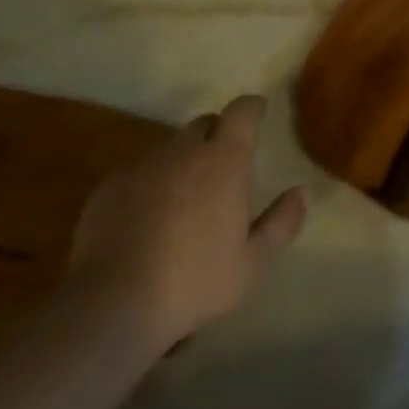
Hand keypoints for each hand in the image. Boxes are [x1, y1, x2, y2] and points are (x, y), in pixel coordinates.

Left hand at [67, 94, 307, 352]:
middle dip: (217, 134)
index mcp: (222, 162)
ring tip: (187, 198)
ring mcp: (142, 166)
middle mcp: (182, 152)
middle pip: (203, 124)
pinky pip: (139, 172)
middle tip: (226, 164)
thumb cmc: (195, 281)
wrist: (114, 301)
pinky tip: (150, 219)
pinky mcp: (110, 186)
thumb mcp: (252, 263)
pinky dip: (152, 184)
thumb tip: (299, 193)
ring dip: (184, 161)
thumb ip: (280, 223)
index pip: (241, 113)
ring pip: (170, 149)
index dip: (252, 108)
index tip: (259, 111)